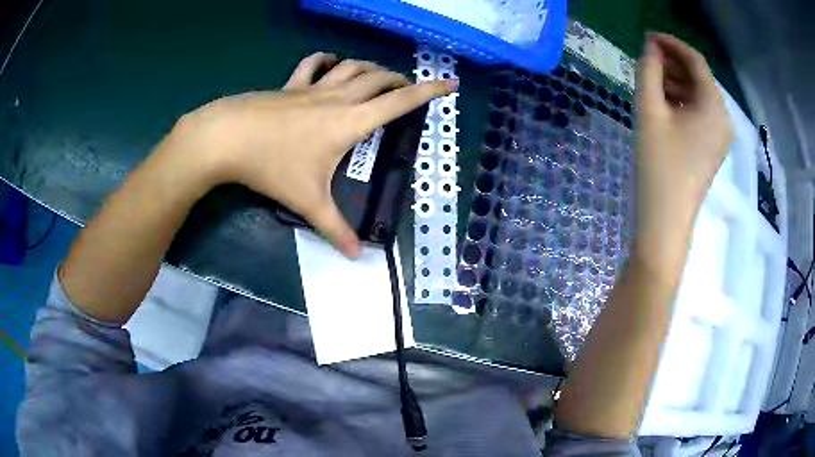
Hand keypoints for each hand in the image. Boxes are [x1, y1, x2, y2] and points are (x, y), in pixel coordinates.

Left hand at [171, 52, 454, 256]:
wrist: (227, 138)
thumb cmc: (271, 166)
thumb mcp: (306, 201)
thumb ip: (334, 228)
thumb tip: (356, 257)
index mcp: (350, 122)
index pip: (399, 102)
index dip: (428, 91)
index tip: (450, 83)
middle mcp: (337, 98)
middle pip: (378, 78)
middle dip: (400, 80)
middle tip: (408, 90)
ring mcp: (311, 87)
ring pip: (351, 67)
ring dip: (370, 68)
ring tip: (379, 77)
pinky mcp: (290, 85)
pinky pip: (313, 64)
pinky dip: (327, 60)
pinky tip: (331, 63)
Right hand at [635, 33, 732, 241]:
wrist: (666, 221)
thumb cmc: (658, 165)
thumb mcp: (649, 110)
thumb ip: (649, 70)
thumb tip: (650, 46)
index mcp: (714, 106)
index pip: (696, 60)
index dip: (671, 43)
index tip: (647, 37)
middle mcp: (723, 118)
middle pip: (699, 78)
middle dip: (673, 63)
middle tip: (646, 59)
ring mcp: (720, 135)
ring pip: (699, 95)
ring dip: (676, 82)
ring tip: (650, 81)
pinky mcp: (713, 148)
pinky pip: (699, 113)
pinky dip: (682, 101)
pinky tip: (663, 103)